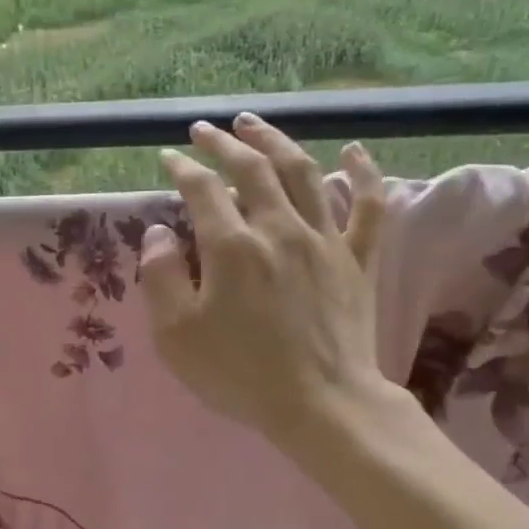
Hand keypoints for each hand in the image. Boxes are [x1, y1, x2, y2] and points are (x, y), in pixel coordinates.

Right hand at [140, 114, 392, 449]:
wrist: (321, 404)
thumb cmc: (240, 373)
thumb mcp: (176, 335)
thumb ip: (160, 276)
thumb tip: (159, 232)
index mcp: (232, 247)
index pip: (203, 190)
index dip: (183, 169)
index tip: (169, 158)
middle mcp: (279, 229)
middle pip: (252, 169)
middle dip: (225, 143)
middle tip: (206, 129)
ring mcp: (325, 240)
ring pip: (304, 172)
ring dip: (277, 142)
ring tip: (256, 124)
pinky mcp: (357, 260)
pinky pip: (369, 206)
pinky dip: (364, 173)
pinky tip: (354, 151)